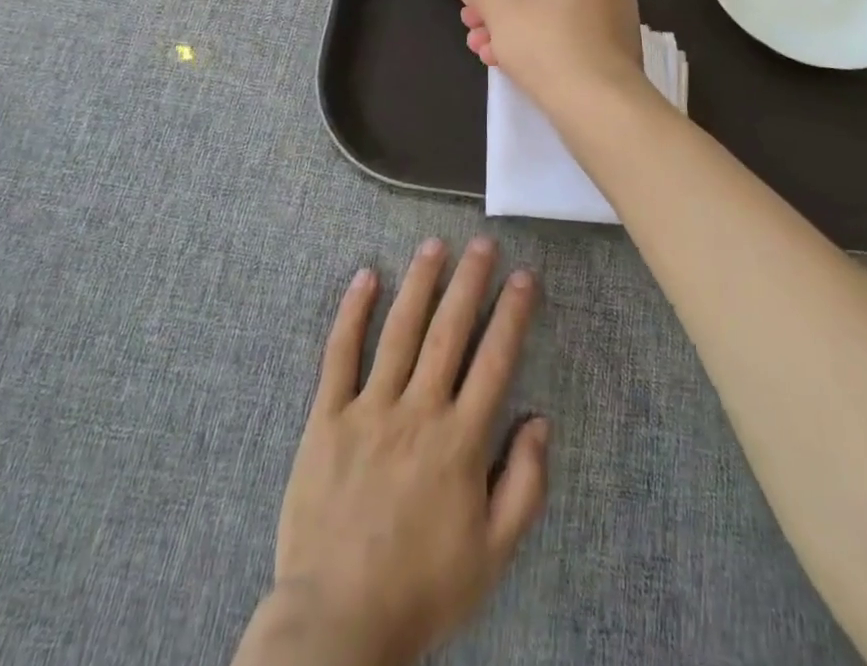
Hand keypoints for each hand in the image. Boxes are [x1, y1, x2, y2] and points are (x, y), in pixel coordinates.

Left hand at [235, 238, 548, 665]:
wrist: (336, 624)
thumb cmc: (422, 589)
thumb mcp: (492, 555)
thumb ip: (525, 485)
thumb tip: (540, 419)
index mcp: (460, 441)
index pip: (495, 360)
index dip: (513, 314)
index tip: (524, 276)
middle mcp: (418, 411)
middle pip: (449, 332)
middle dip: (469, 281)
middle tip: (482, 242)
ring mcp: (369, 409)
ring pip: (399, 331)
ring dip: (419, 283)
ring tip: (434, 245)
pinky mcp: (327, 418)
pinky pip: (339, 355)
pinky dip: (352, 313)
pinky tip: (365, 277)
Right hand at [446, 0, 644, 116]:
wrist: (603, 107)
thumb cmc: (547, 47)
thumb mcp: (500, 13)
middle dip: (498, 2)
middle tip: (470, 22)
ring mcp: (614, 15)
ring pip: (552, 11)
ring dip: (513, 26)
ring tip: (483, 49)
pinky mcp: (617, 48)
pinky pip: (571, 33)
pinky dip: (540, 40)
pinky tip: (512, 64)